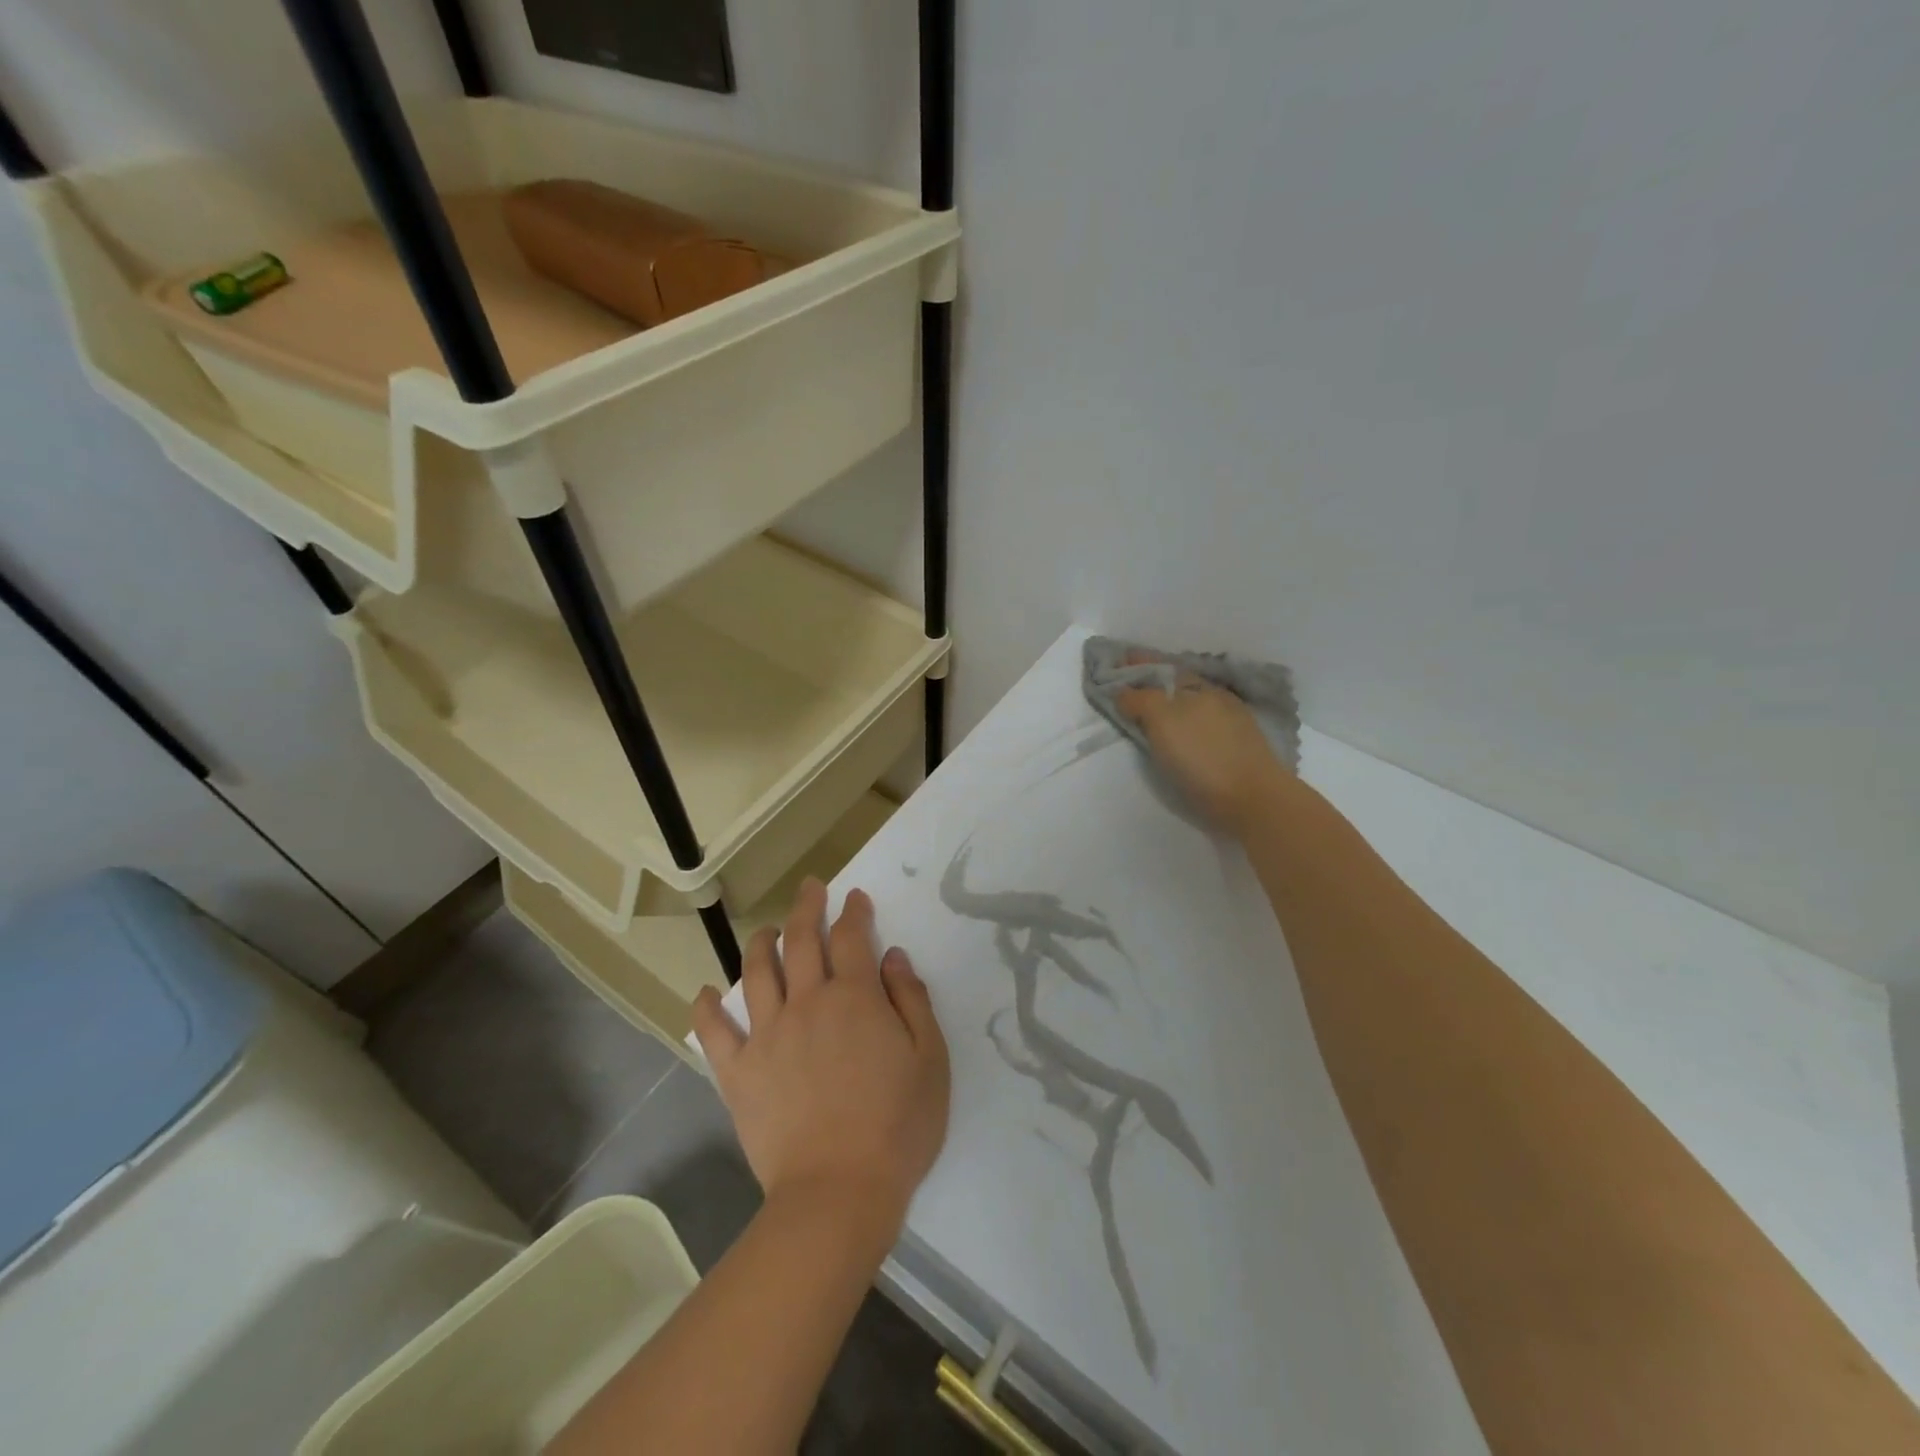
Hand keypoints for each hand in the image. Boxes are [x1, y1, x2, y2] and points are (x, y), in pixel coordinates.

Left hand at [692, 878, 950, 1243]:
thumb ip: (912, 1000)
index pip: (851, 938)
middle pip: (801, 941)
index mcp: (854, 998)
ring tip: (766, 931)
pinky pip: (714, 1033)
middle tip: (810, 888)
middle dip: (806, 908)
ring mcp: (767, 1036)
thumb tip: (892, 956)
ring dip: (760, 944)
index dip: (854, 912)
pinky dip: (707, 1009)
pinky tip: (705, 993)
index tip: (855, 898)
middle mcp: (806, 1003)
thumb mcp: (929, 1059)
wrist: (838, 1192)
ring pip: (756, 973)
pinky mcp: (738, 1073)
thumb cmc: (897, 1126)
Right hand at [1116, 656, 1293, 835]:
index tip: (1115, 662)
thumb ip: (1140, 700)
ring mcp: (1230, 719)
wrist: (1253, 799)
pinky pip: (1204, 721)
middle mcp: (1213, 696)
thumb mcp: (1163, 722)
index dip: (1136, 663)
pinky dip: (1186, 720)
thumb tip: (1122, 691)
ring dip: (1170, 701)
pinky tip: (1182, 730)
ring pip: (1191, 702)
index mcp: (1195, 686)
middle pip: (1176, 682)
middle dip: (1153, 680)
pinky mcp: (1238, 743)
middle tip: (1128, 686)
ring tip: (1150, 709)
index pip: (1159, 667)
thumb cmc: (1202, 758)